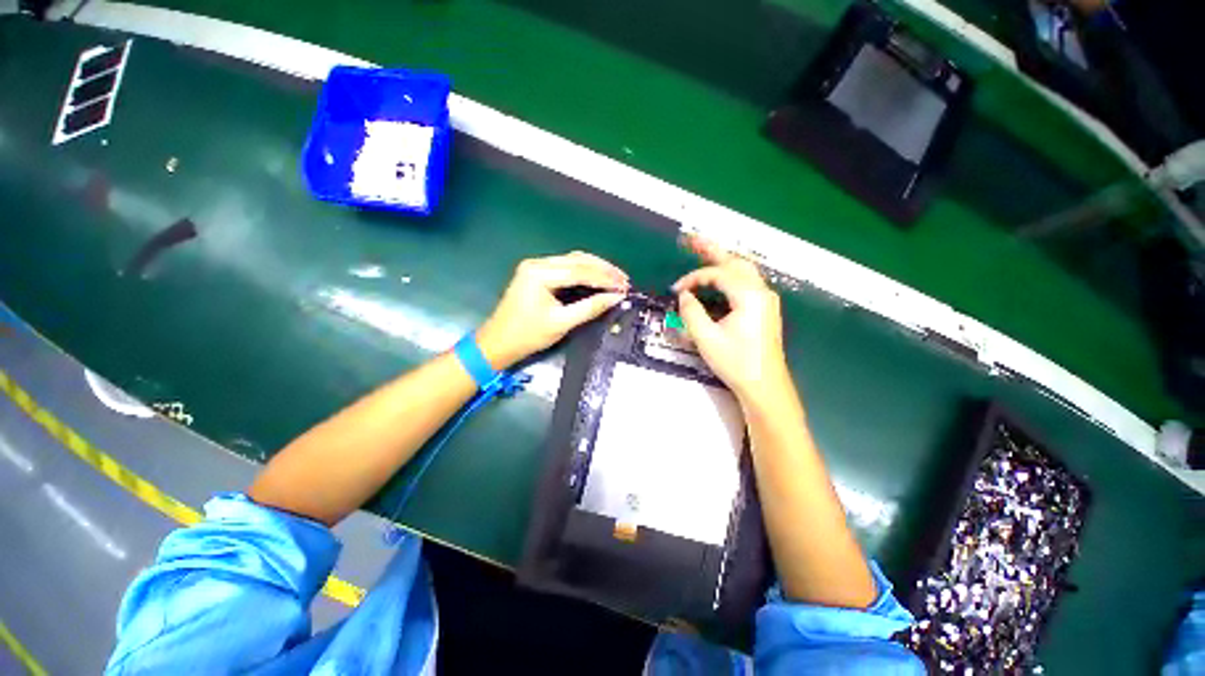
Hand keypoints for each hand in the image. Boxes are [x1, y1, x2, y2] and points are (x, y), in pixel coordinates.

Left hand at [477, 252, 628, 368]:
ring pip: (573, 261)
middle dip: (603, 269)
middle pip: (577, 260)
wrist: (498, 343)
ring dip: (595, 268)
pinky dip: (584, 272)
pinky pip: (566, 267)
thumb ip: (590, 308)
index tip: (624, 286)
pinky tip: (597, 277)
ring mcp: (536, 266)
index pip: (580, 271)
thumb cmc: (527, 335)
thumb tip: (616, 298)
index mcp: (540, 273)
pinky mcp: (537, 273)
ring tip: (616, 278)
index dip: (605, 278)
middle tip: (624, 280)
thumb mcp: (561, 323)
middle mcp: (537, 263)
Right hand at [672, 237, 790, 400]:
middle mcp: (761, 292)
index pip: (718, 274)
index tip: (676, 290)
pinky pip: (746, 283)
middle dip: (712, 250)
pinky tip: (718, 279)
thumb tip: (684, 295)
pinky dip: (729, 276)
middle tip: (692, 239)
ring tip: (704, 252)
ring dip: (722, 261)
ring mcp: (766, 300)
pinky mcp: (765, 309)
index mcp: (749, 296)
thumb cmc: (736, 363)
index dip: (694, 278)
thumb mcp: (706, 338)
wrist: (765, 387)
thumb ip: (691, 312)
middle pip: (735, 262)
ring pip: (743, 270)